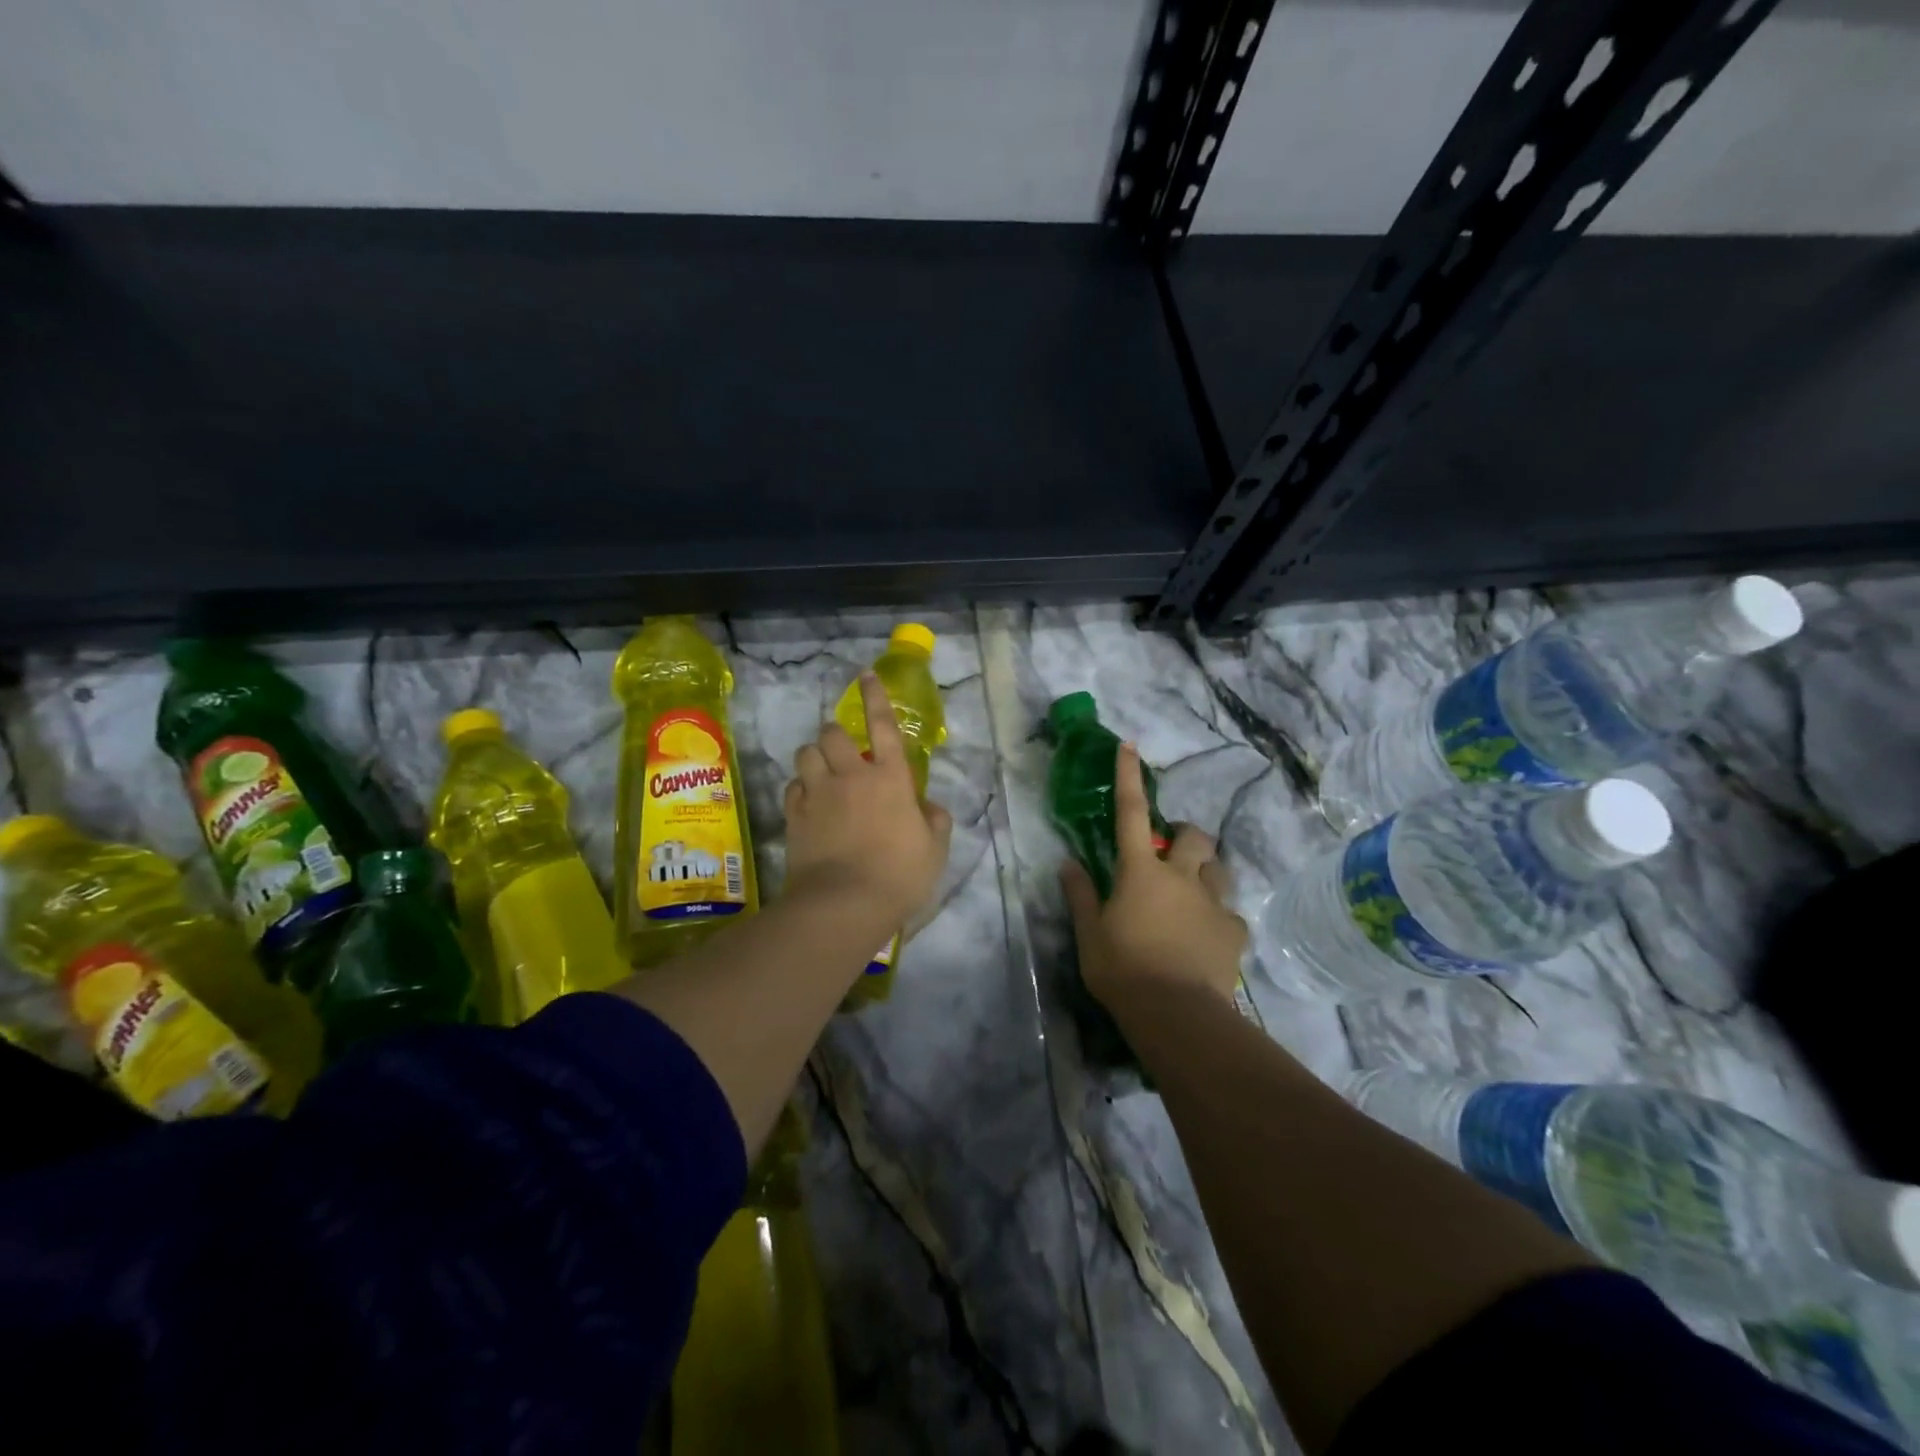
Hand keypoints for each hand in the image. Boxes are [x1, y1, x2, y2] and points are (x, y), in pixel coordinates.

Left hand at [783, 672, 953, 925]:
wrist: (844, 904)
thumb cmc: (899, 875)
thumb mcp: (934, 850)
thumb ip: (935, 821)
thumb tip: (928, 806)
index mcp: (890, 778)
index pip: (882, 725)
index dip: (875, 697)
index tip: (865, 675)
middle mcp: (852, 776)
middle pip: (832, 733)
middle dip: (835, 734)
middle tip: (843, 751)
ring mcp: (819, 794)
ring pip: (805, 754)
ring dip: (814, 757)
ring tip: (822, 772)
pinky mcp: (795, 815)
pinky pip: (792, 787)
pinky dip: (800, 788)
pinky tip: (808, 801)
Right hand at [1061, 743, 1246, 1008]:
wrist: (1177, 1013)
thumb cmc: (1124, 969)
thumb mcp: (1090, 934)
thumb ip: (1082, 895)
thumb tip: (1069, 863)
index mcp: (1141, 872)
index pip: (1132, 814)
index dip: (1129, 777)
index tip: (1129, 746)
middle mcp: (1181, 876)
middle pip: (1194, 836)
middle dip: (1185, 835)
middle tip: (1172, 853)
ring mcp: (1213, 902)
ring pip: (1219, 868)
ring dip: (1207, 870)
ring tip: (1193, 891)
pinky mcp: (1234, 931)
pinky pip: (1230, 913)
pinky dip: (1219, 916)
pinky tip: (1208, 936)